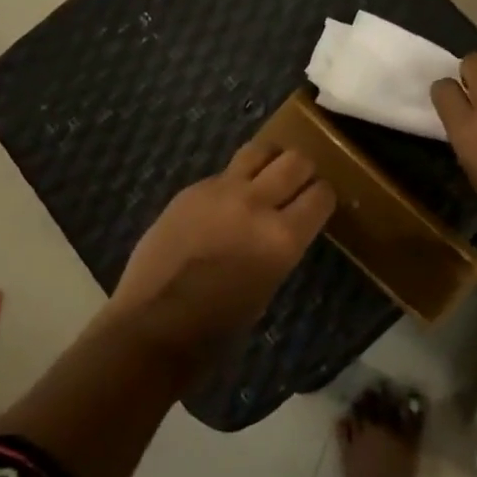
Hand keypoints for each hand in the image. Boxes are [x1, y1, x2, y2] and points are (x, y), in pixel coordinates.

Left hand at [108, 142, 336, 358]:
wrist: (153, 324)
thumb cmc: (218, 326)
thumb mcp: (268, 285)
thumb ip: (280, 244)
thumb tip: (284, 224)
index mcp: (282, 237)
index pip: (321, 194)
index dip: (323, 197)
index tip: (318, 204)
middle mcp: (256, 203)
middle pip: (295, 160)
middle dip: (302, 170)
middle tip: (297, 184)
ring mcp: (221, 190)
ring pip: (259, 150)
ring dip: (270, 160)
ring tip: (266, 175)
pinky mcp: (192, 188)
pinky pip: (223, 172)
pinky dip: (232, 181)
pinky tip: (223, 204)